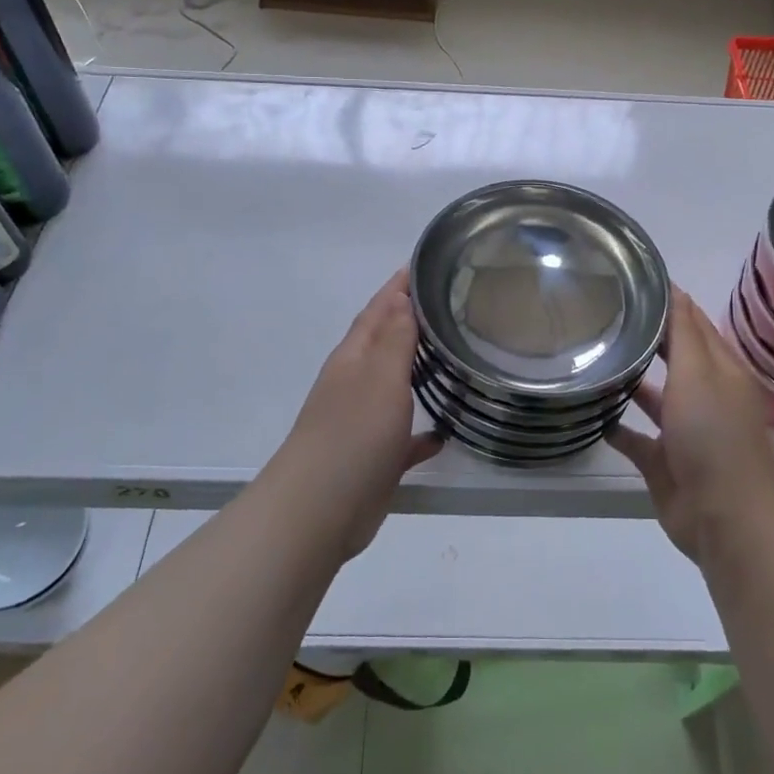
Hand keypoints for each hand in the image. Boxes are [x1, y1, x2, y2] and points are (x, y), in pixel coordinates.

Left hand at [269, 269, 441, 556]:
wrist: (320, 508)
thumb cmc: (353, 433)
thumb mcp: (379, 376)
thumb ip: (394, 337)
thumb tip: (400, 296)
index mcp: (354, 357)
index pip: (378, 309)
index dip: (398, 287)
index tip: (425, 265)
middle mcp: (356, 383)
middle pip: (385, 343)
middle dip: (410, 322)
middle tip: (450, 306)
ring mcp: (362, 421)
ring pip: (394, 387)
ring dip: (417, 371)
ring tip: (453, 358)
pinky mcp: (375, 458)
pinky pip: (403, 436)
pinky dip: (422, 430)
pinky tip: (444, 431)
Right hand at [608, 287, 773, 562]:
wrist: (723, 517)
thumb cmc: (713, 436)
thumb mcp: (699, 374)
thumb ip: (684, 333)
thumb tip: (675, 288)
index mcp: (722, 372)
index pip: (694, 325)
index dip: (670, 302)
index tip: (633, 280)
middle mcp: (705, 397)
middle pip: (674, 359)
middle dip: (647, 339)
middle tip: (604, 314)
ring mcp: (684, 432)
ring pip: (654, 398)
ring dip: (631, 382)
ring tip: (593, 358)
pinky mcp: (664, 462)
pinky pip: (636, 438)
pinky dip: (617, 427)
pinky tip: (592, 413)